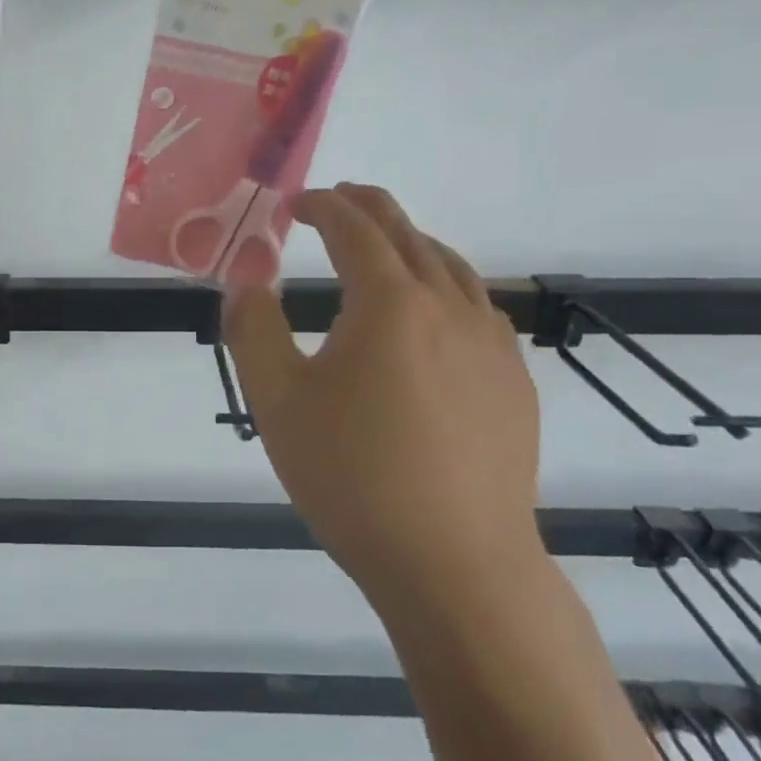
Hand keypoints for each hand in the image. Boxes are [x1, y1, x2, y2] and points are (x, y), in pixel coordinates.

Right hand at [224, 185, 541, 614]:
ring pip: (451, 266)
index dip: (322, 207)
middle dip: (368, 208)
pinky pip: (477, 307)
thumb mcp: (276, 400)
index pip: (354, 230)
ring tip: (383, 245)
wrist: (454, 562)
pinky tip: (433, 312)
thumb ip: (253, 327)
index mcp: (389, 302)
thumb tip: (246, 276)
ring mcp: (491, 344)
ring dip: (410, 242)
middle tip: (337, 199)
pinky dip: (445, 284)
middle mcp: (448, 306)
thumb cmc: (352, 476)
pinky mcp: (513, 381)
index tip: (294, 206)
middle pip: (407, 234)